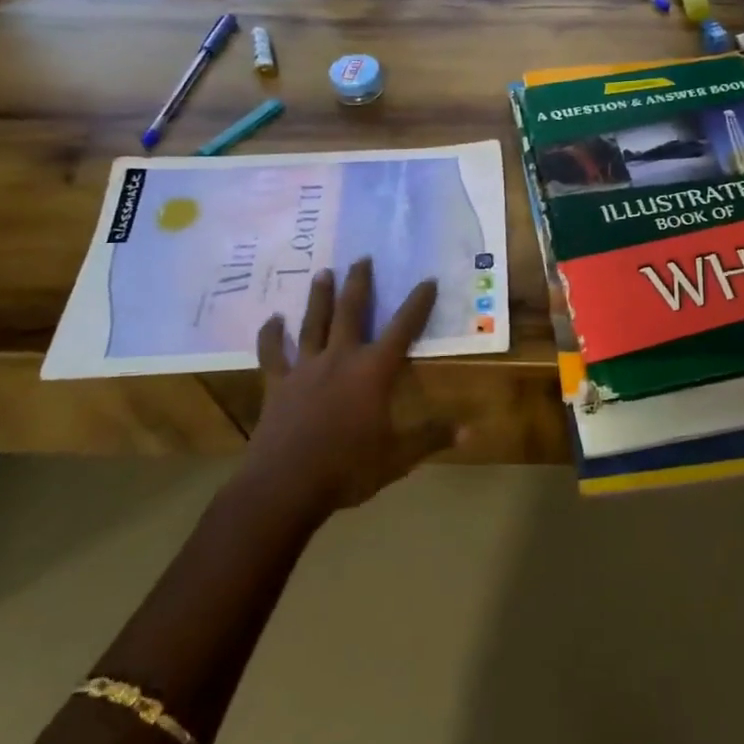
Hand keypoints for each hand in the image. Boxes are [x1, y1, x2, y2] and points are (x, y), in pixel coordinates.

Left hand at [249, 259, 462, 512]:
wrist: (285, 486)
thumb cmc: (348, 469)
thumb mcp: (398, 457)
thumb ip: (432, 437)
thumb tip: (471, 430)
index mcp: (373, 372)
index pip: (403, 328)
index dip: (418, 303)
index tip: (428, 280)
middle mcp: (340, 358)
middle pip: (352, 312)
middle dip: (359, 284)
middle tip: (362, 257)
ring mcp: (305, 369)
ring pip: (314, 323)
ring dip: (320, 297)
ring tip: (323, 272)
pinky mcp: (277, 384)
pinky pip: (272, 354)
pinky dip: (271, 336)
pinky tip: (272, 320)